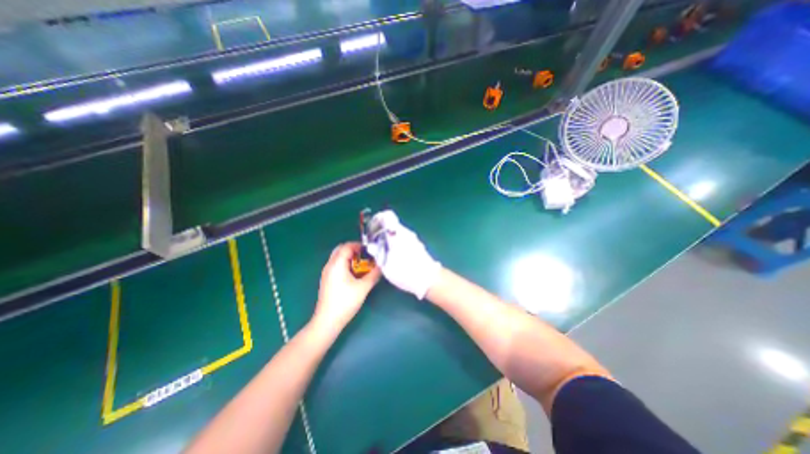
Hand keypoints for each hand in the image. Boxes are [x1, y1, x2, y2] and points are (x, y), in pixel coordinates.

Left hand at [313, 244, 383, 334]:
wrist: (327, 321)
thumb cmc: (345, 302)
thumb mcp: (363, 287)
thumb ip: (374, 274)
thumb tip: (382, 266)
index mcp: (337, 264)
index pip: (347, 246)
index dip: (359, 245)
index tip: (370, 250)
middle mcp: (329, 265)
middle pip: (341, 250)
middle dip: (354, 250)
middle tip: (366, 256)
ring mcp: (326, 273)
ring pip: (338, 258)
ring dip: (350, 258)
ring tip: (363, 265)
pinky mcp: (327, 280)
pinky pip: (336, 266)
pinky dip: (346, 264)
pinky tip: (354, 274)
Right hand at [366, 212, 441, 298]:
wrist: (429, 279)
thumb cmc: (405, 270)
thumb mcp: (385, 263)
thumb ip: (377, 252)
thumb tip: (371, 245)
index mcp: (397, 232)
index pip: (387, 216)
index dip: (378, 221)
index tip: (372, 229)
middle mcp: (406, 232)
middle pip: (392, 226)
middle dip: (383, 233)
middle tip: (375, 244)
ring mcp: (414, 239)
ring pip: (399, 235)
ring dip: (391, 241)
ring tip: (384, 253)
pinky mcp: (419, 247)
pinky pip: (405, 241)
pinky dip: (398, 246)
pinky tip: (396, 258)